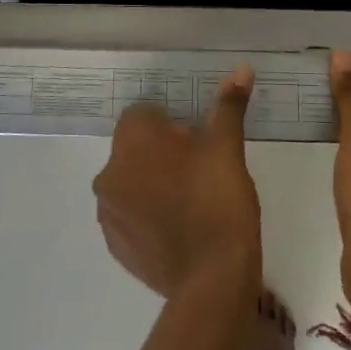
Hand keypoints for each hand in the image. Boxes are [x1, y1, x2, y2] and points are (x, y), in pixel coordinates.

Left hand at [93, 66, 261, 297]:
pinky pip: (130, 216)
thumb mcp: (227, 148)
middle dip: (161, 154)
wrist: (212, 280)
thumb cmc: (218, 201)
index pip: (143, 115)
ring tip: (191, 202)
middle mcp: (109, 173)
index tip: (198, 143)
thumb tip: (241, 69)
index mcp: (131, 142)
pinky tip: (179, 229)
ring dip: (152, 184)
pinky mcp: (116, 247)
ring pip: (130, 182)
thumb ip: (228, 107)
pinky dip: (147, 216)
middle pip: (135, 149)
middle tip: (200, 172)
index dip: (172, 125)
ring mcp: (109, 213)